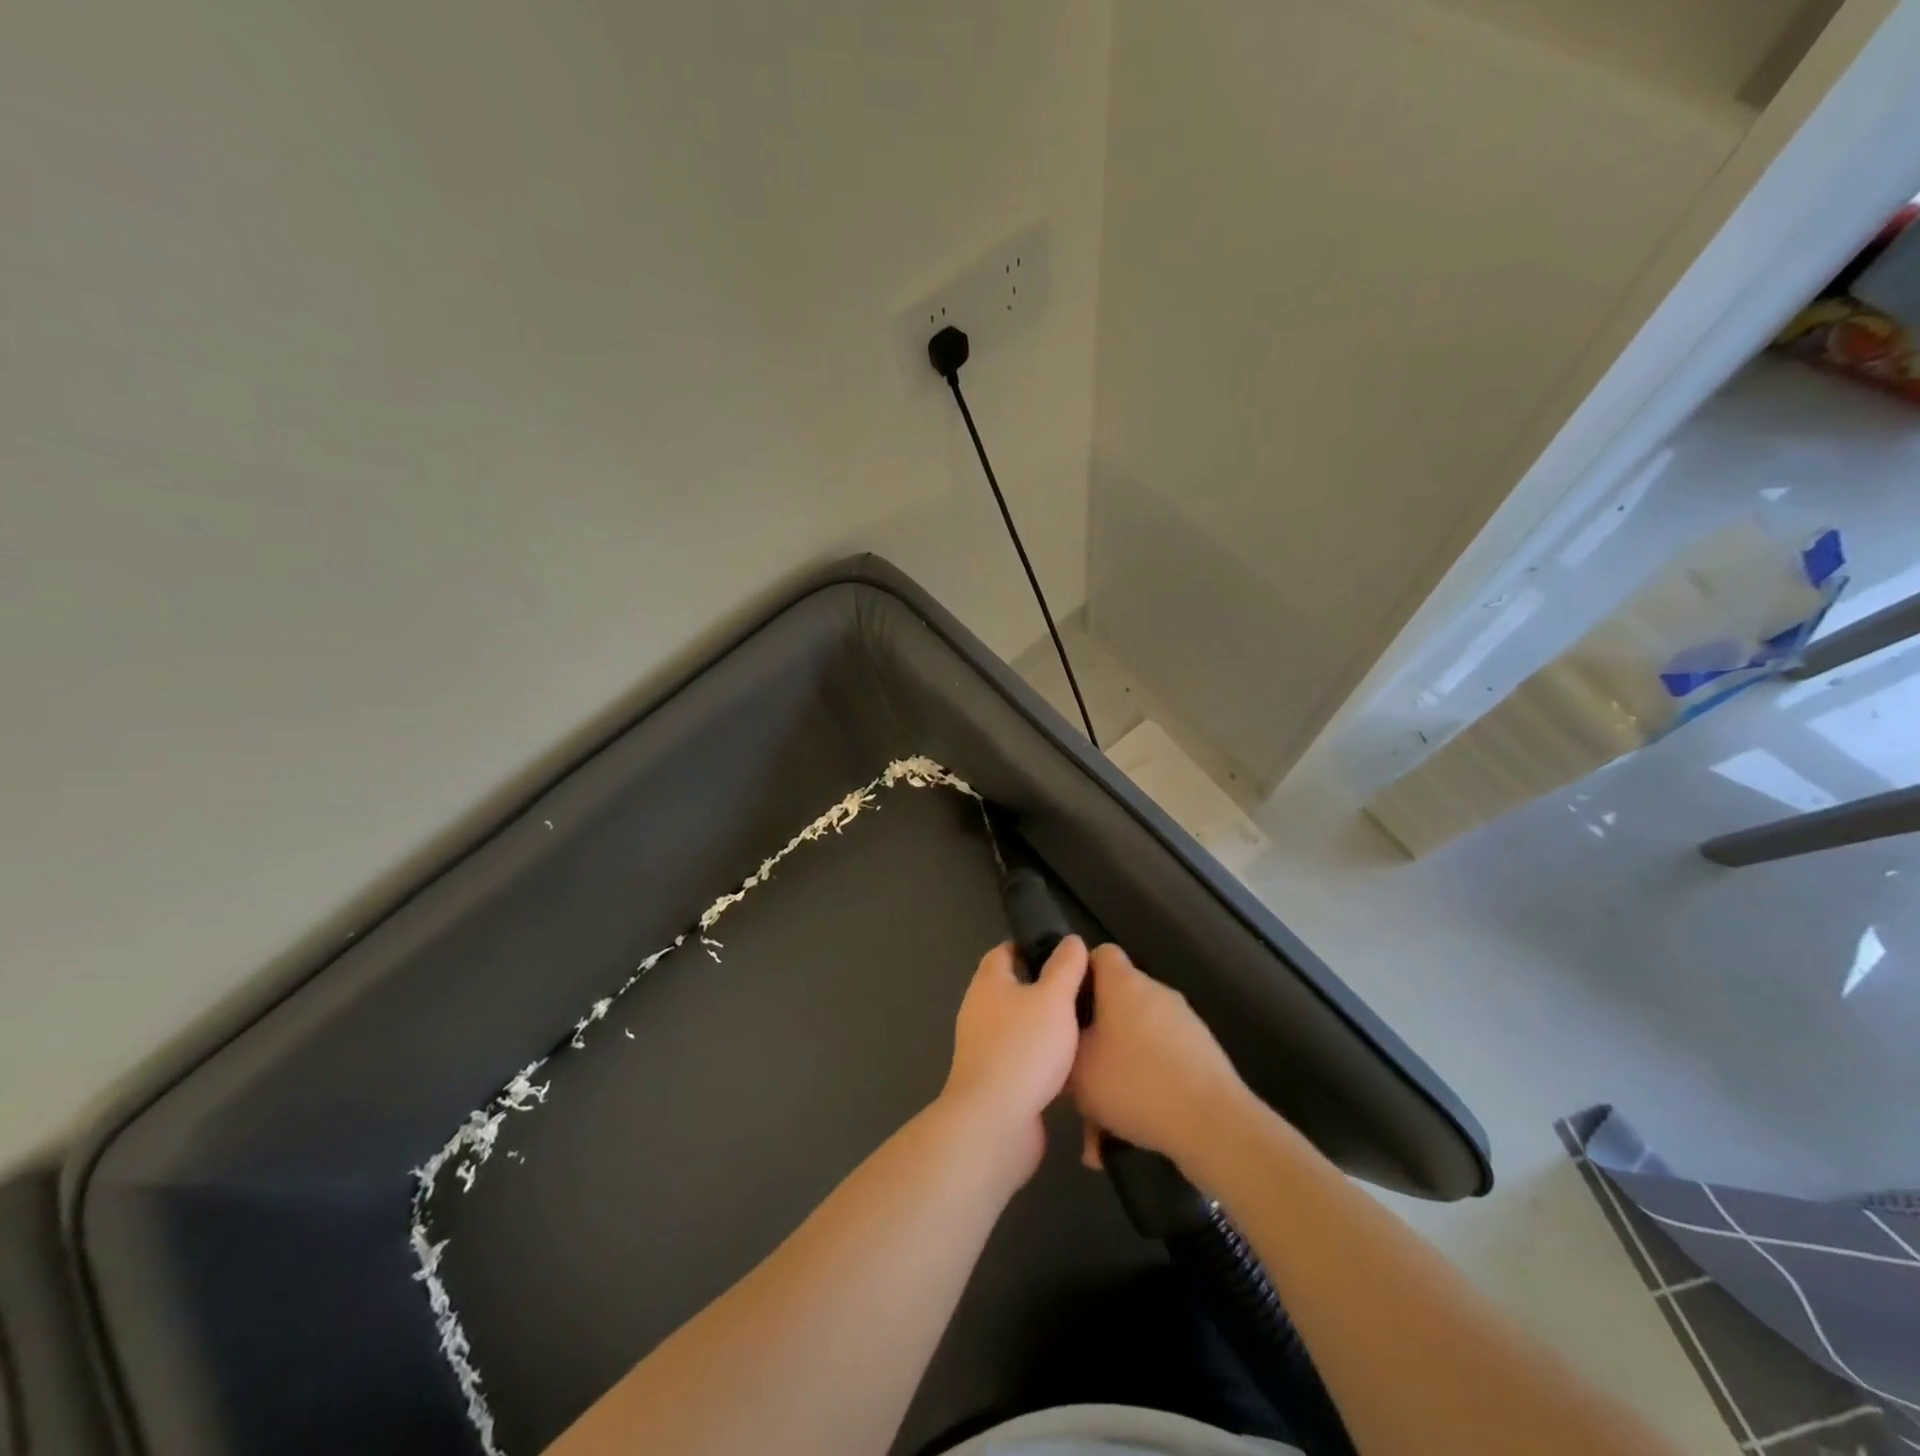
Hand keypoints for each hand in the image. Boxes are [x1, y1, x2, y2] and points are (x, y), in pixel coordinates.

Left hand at [940, 937, 1087, 1180]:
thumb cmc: (1024, 1048)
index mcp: (988, 983)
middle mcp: (979, 1010)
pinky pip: (1020, 1056)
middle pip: (1010, 988)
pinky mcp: (994, 1079)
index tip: (1062, 952)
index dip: (1029, 947)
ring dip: (1042, 1023)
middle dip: (1041, 986)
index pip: (1004, 952)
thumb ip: (1065, 967)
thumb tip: (1071, 941)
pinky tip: (1068, 1062)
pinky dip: (1040, 1055)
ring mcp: (983, 1047)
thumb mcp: (1054, 999)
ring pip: (1017, 1024)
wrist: (995, 1121)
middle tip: (1080, 988)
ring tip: (1081, 1023)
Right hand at [1069, 943, 1248, 1171]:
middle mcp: (1155, 993)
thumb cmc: (1134, 1082)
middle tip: (1077, 1076)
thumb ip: (1062, 1046)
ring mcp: (1183, 1023)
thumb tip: (1065, 1040)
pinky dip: (1143, 1091)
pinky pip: (1160, 1065)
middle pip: (1116, 1003)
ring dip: (1117, 1074)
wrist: (1213, 1124)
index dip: (1078, 975)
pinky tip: (1127, 1136)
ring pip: (1135, 1042)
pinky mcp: (1202, 1055)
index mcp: (1123, 983)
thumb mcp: (1076, 1068)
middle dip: (1096, 1038)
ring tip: (1099, 1126)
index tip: (1064, 1008)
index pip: (1098, 954)